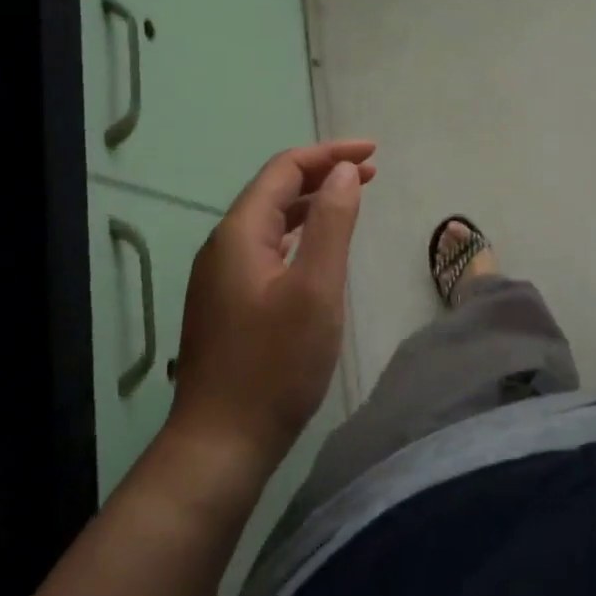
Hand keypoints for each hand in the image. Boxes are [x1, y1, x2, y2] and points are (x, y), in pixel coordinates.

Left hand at [169, 140, 375, 472]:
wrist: (221, 443)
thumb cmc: (276, 364)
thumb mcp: (316, 288)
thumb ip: (333, 223)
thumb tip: (344, 172)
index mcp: (240, 233)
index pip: (285, 169)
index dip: (330, 153)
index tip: (373, 154)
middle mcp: (224, 245)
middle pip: (276, 190)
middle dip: (324, 173)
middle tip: (372, 173)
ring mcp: (221, 275)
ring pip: (271, 220)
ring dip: (313, 202)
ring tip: (353, 198)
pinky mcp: (228, 302)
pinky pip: (267, 247)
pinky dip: (300, 233)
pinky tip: (318, 246)